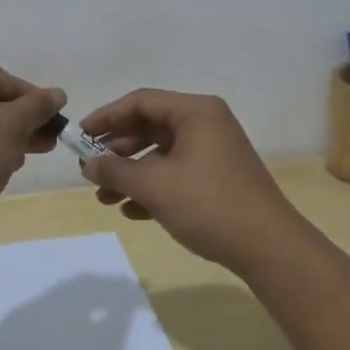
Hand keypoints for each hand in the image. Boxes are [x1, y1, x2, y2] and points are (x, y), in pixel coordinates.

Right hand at [76, 89, 303, 272]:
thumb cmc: (209, 204)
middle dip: (117, 150)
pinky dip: (153, 187)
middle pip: (150, 126)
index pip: (141, 101)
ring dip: (132, 173)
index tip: (80, 136)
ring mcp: (214, 151)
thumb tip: (87, 164)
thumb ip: (117, 171)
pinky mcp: (218, 178)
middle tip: (89, 169)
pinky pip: (177, 173)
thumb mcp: (155, 186)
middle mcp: (206, 123)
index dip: (107, 117)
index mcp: (195, 111)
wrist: (269, 247)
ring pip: (162, 154)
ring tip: (105, 198)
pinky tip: (132, 211)